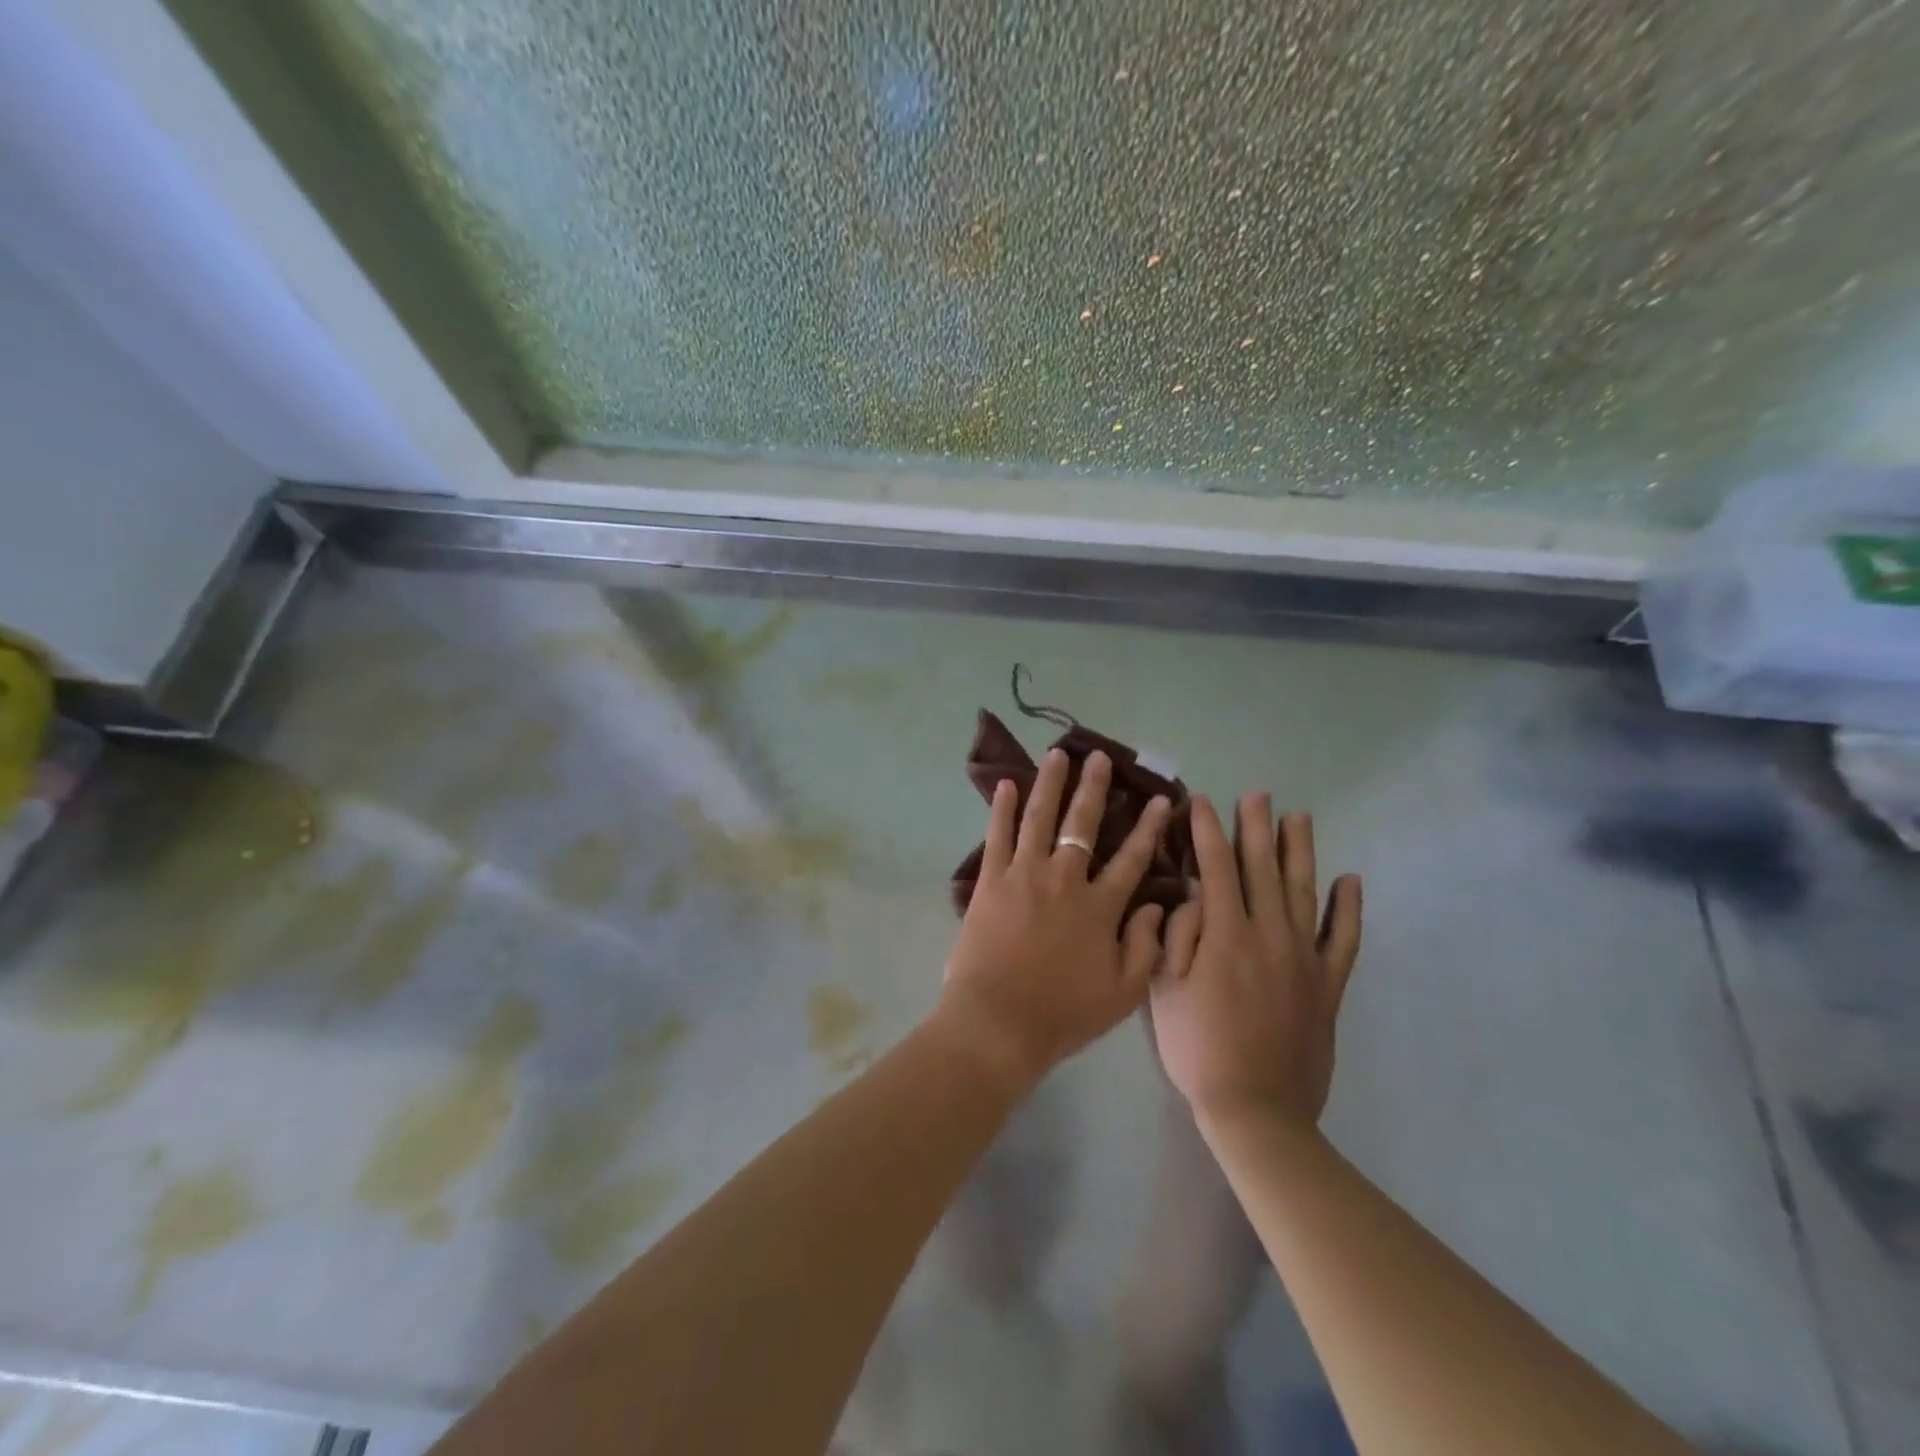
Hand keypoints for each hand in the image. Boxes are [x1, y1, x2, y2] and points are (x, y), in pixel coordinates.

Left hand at [939, 748, 1172, 1087]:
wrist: (1000, 1022)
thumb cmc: (1063, 1013)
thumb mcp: (1123, 992)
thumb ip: (1145, 947)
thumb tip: (1157, 907)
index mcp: (1100, 906)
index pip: (1132, 858)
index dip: (1148, 827)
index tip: (1160, 799)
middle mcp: (1065, 879)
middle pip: (1082, 824)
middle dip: (1094, 787)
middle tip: (1099, 757)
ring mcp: (1024, 875)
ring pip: (1040, 817)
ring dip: (1050, 783)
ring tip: (1056, 755)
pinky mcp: (991, 880)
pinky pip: (998, 836)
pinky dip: (1002, 808)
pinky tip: (1007, 784)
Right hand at [1151, 795, 1361, 1130]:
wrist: (1256, 1109)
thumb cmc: (1198, 1049)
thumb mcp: (1164, 990)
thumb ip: (1178, 936)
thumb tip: (1192, 897)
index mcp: (1225, 935)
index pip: (1215, 867)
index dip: (1207, 830)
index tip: (1201, 801)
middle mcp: (1268, 935)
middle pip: (1262, 869)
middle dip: (1255, 828)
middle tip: (1257, 795)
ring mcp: (1304, 959)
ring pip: (1304, 892)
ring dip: (1299, 852)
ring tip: (1299, 818)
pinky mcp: (1327, 986)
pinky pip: (1343, 940)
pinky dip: (1349, 910)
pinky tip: (1351, 881)